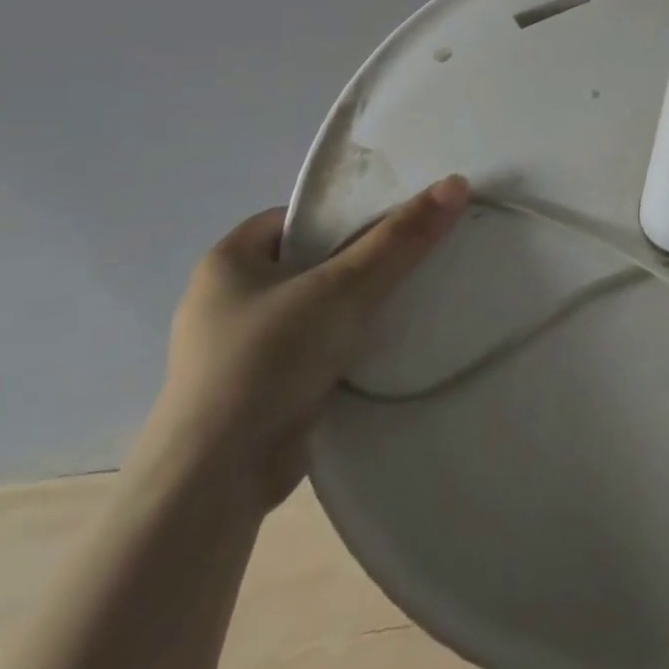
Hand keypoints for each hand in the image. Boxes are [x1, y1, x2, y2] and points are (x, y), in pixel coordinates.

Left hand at [135, 175, 469, 510]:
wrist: (213, 486)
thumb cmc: (268, 362)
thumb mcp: (344, 288)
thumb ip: (401, 237)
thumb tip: (455, 183)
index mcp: (227, 261)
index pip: (299, 217)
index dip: (347, 214)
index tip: (396, 221)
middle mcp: (225, 300)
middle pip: (311, 261)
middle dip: (359, 260)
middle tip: (413, 255)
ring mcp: (236, 350)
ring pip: (313, 308)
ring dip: (354, 306)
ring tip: (410, 296)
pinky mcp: (252, 392)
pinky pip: (310, 349)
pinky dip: (343, 345)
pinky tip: (382, 345)